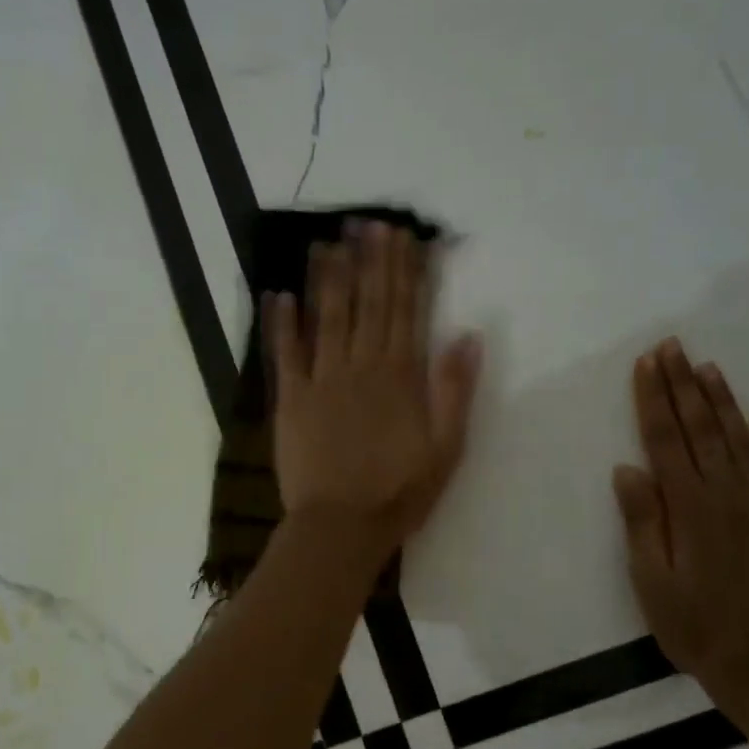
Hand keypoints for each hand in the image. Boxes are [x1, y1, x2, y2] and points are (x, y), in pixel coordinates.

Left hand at [267, 221, 481, 556]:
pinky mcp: (291, 400)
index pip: (407, 310)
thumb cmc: (399, 492)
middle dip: (369, 261)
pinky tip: (279, 294)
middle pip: (368, 304)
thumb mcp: (446, 448)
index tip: (405, 236)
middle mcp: (361, 366)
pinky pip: (286, 353)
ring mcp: (322, 380)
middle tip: (367, 222)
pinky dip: (282, 323)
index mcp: (401, 376)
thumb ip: (455, 390)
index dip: (407, 271)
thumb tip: (469, 335)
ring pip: (327, 317)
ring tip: (328, 241)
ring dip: (328, 277)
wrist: (341, 526)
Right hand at [613, 339, 748, 702]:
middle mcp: (729, 494)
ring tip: (707, 367)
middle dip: (683, 384)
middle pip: (701, 428)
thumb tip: (627, 469)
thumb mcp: (652, 582)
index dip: (653, 399)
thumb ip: (642, 522)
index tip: (646, 364)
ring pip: (742, 439)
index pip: (665, 440)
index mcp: (689, 507)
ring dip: (722, 401)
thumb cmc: (697, 627)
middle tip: (672, 346)